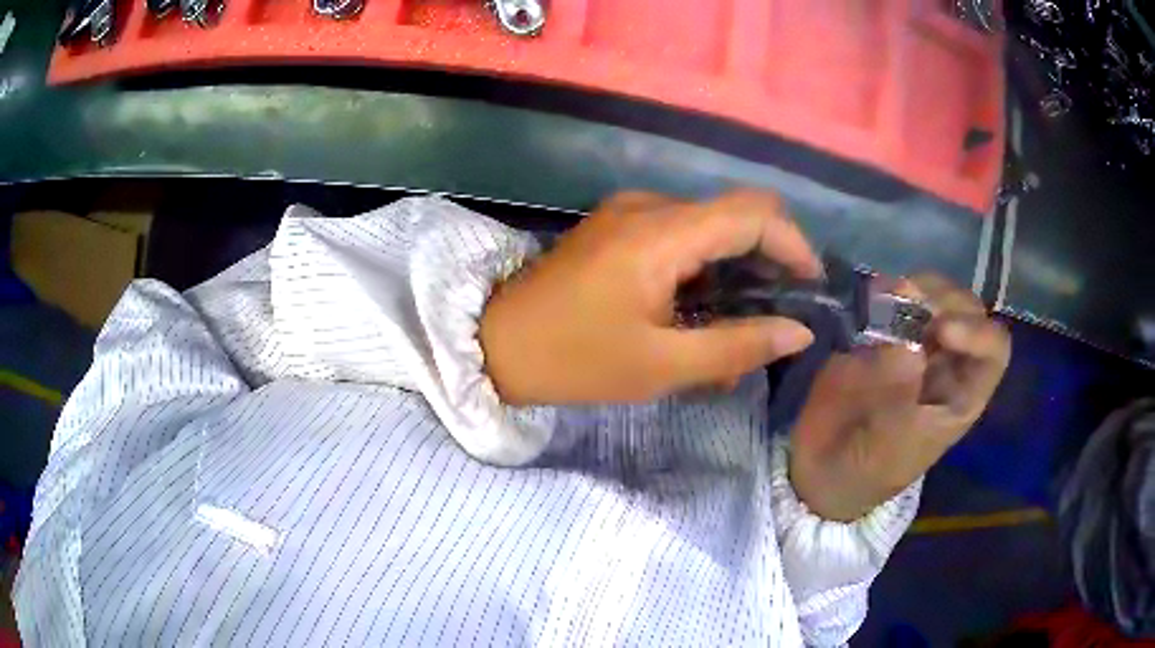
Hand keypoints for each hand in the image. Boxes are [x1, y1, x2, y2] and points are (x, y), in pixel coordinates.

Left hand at [479, 190, 820, 404]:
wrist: (496, 344)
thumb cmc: (574, 360)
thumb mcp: (662, 365)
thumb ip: (738, 345)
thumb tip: (799, 332)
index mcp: (661, 233)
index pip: (754, 213)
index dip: (794, 245)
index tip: (811, 289)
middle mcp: (649, 206)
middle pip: (735, 215)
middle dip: (770, 262)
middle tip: (780, 318)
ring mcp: (630, 212)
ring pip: (710, 227)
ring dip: (737, 271)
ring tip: (743, 328)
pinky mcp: (618, 227)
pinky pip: (680, 236)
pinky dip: (705, 269)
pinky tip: (704, 314)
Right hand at [788, 275, 1011, 520]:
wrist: (823, 469)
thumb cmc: (866, 469)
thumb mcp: (888, 446)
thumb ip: (900, 398)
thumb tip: (907, 344)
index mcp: (962, 395)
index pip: (993, 350)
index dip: (977, 332)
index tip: (941, 330)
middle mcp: (948, 362)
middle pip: (967, 310)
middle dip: (945, 298)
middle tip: (909, 298)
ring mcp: (917, 344)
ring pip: (936, 297)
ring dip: (918, 287)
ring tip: (887, 293)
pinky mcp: (883, 334)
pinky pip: (895, 300)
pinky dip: (885, 290)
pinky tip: (871, 295)